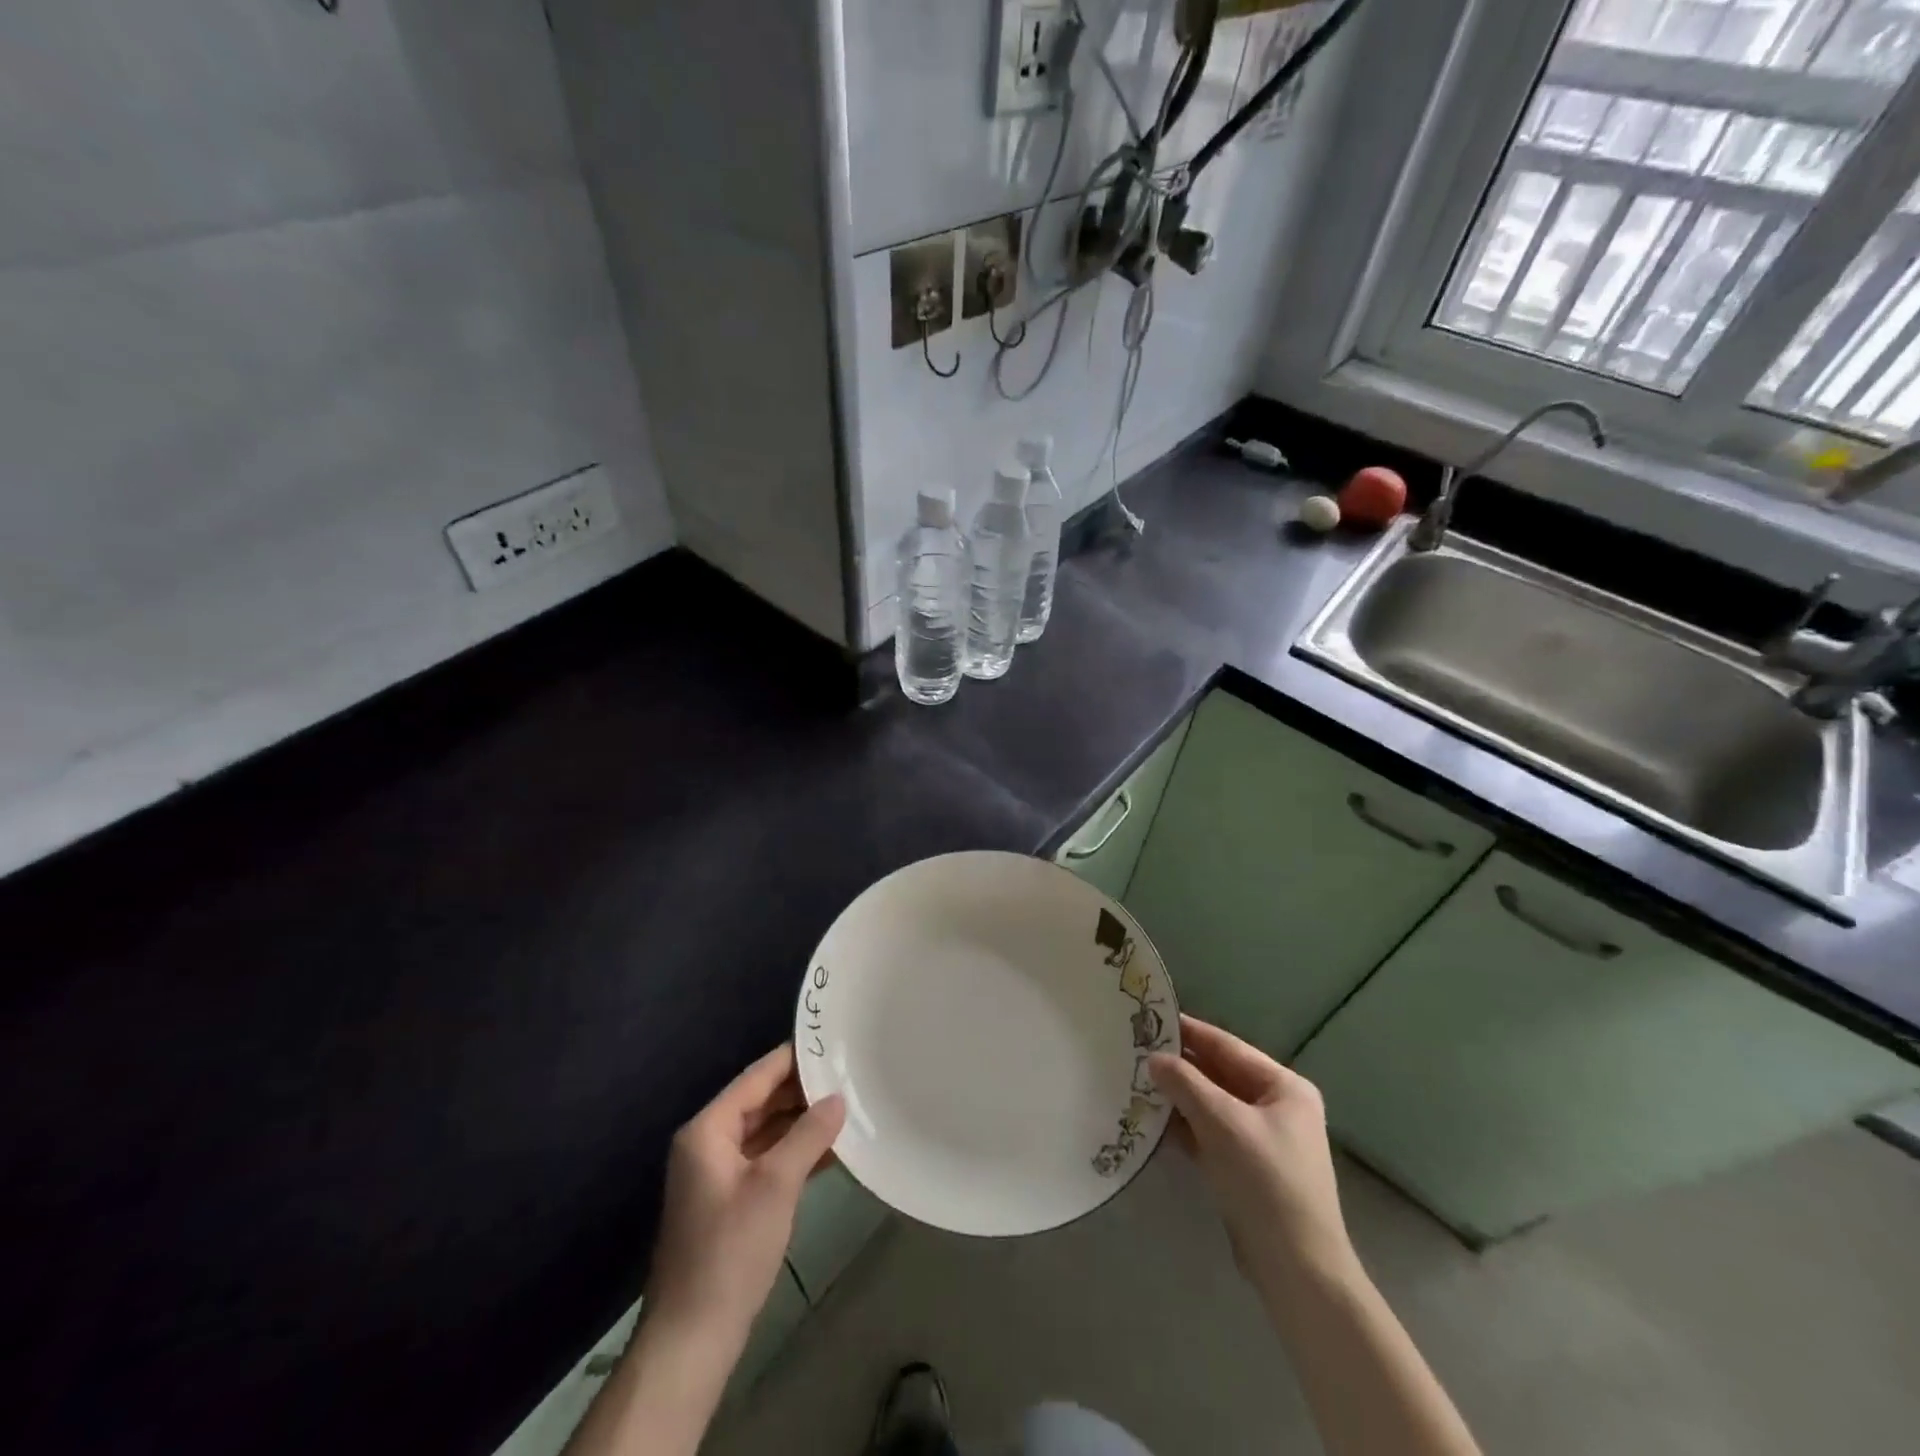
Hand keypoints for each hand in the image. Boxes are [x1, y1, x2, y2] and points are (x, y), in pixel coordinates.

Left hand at [644, 1044, 845, 1348]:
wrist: (692, 1338)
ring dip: (802, 1123)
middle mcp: (709, 1143)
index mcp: (708, 1129)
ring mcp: (718, 1174)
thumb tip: (838, 1098)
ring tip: (848, 1107)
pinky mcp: (730, 1201)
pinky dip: (795, 1152)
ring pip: (767, 1132)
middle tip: (849, 1075)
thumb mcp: (775, 1186)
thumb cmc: (730, 1251)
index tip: (832, 1043)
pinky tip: (831, 1150)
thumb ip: (808, 1135)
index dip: (794, 1058)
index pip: (757, 1077)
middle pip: (761, 1101)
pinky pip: (766, 1160)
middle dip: (803, 1092)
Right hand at [1149, 1015, 1354, 1288]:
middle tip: (1135, 1049)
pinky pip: (1210, 1133)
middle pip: (1219, 1075)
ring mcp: (1262, 1139)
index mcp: (1284, 1087)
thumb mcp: (1222, 1123)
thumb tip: (1153, 1058)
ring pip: (1212, 1105)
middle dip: (1180, 1066)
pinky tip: (1152, 1119)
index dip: (1189, 1032)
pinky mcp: (1247, 1168)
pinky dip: (1185, 1126)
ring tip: (1136, 1080)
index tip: (1151, 1017)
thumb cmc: (1265, 1182)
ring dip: (1178, 1096)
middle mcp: (1276, 1107)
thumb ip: (1185, 1084)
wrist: (1297, 1270)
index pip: (1227, 1047)